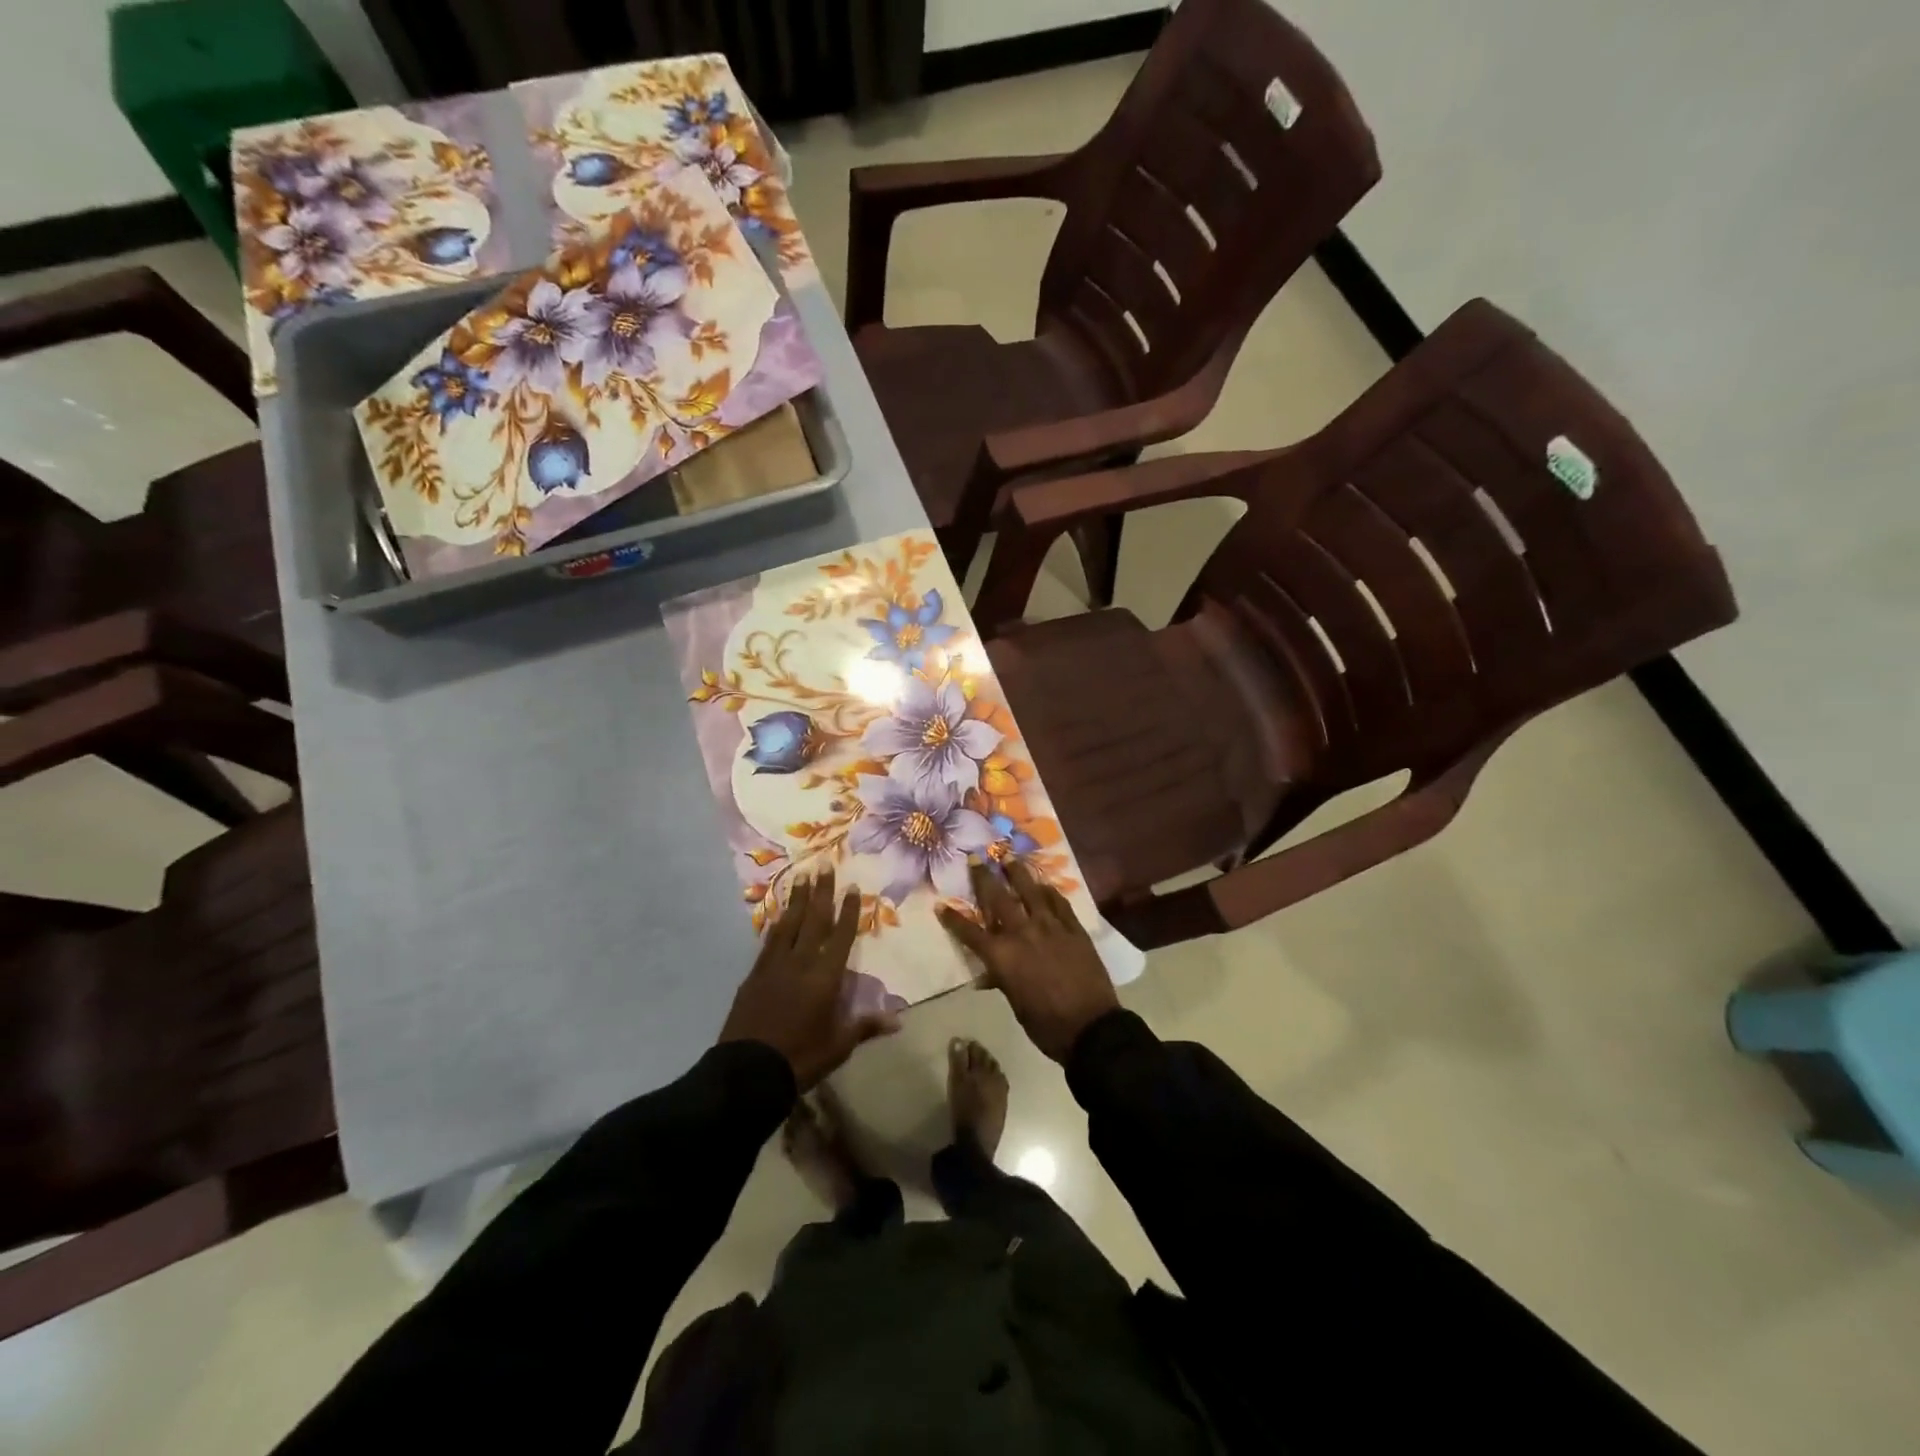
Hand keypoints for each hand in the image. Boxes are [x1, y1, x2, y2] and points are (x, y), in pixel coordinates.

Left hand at [720, 870, 897, 1089]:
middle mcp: (800, 963)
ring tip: (801, 876)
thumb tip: (898, 1019)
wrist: (747, 1071)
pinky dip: (776, 924)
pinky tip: (779, 914)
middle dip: (820, 892)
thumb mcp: (838, 1046)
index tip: (853, 887)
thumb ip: (865, 1026)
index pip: (841, 936)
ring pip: (788, 924)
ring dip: (797, 900)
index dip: (848, 912)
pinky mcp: (754, 975)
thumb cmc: (800, 1058)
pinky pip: (769, 941)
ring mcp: (774, 966)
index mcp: (825, 977)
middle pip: (813, 920)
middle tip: (824, 865)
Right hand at [937, 859, 1117, 1063]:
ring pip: (1030, 892)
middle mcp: (1023, 933)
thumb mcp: (1016, 1003)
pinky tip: (1044, 884)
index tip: (940, 905)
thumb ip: (1002, 980)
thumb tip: (989, 975)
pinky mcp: (1074, 928)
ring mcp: (1051, 927)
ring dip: (1017, 872)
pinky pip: (1059, 903)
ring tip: (1009, 856)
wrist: (1091, 1028)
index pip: (971, 932)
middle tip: (976, 857)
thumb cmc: (1046, 1025)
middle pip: (998, 900)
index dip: (953, 919)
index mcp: (1002, 956)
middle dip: (984, 878)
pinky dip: (1049, 891)